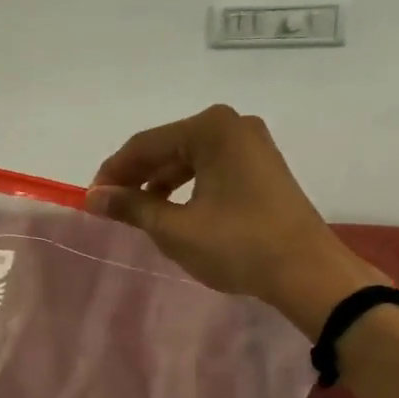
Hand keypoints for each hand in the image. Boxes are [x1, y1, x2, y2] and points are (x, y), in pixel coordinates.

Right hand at [87, 105, 386, 336]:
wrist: (307, 272)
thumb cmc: (237, 245)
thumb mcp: (175, 229)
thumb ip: (131, 207)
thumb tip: (94, 197)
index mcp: (210, 128)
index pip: (145, 145)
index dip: (113, 173)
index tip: (91, 199)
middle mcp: (232, 125)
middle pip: (168, 147)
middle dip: (137, 177)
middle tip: (112, 207)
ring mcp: (252, 144)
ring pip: (190, 158)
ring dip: (161, 183)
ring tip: (140, 213)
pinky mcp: (263, 166)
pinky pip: (212, 168)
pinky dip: (188, 186)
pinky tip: (175, 211)